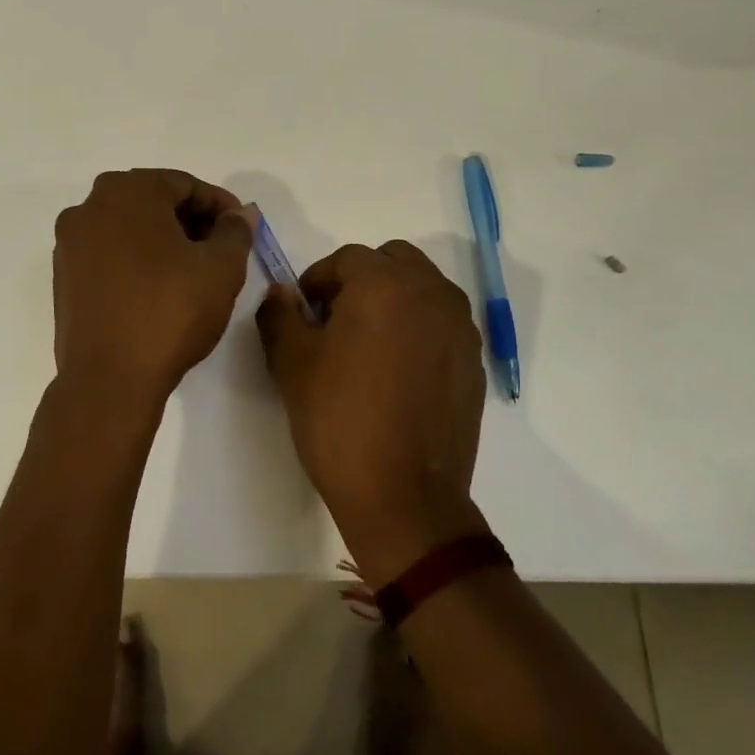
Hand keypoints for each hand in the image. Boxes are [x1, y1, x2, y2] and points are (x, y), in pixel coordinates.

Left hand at [52, 169, 252, 410]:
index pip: (184, 184)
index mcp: (126, 191)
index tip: (242, 229)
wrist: (109, 379)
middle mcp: (89, 207)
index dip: (220, 205)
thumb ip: (235, 232)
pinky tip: (159, 289)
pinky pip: (108, 255)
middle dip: (191, 221)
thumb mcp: (221, 268)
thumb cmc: (170, 311)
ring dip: (163, 240)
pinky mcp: (63, 278)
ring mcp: (70, 244)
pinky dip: (136, 261)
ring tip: (193, 271)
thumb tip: (242, 214)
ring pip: (128, 228)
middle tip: (222, 249)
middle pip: (152, 201)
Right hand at [256, 241, 488, 583]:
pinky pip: (442, 322)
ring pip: (422, 288)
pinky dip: (418, 327)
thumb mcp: (291, 364)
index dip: (318, 281)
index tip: (303, 313)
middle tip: (336, 320)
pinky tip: (398, 371)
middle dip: (361, 280)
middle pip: (392, 261)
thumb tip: (283, 294)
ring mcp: (459, 326)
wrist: (404, 496)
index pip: (347, 258)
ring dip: (393, 299)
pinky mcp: (473, 359)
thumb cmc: (339, 420)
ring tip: (368, 344)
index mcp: (385, 284)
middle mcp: (431, 292)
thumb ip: (280, 315)